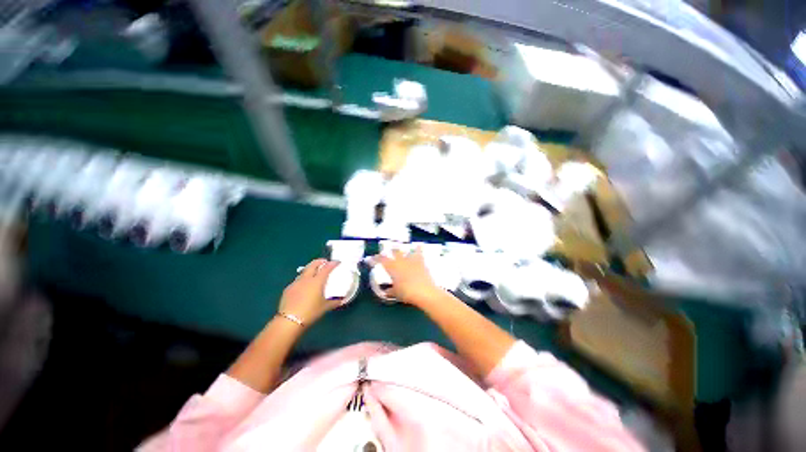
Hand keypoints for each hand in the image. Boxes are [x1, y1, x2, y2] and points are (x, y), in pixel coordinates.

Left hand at [278, 259, 339, 327]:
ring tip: (314, 273)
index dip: (333, 263)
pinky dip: (303, 279)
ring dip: (310, 269)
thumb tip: (342, 300)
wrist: (289, 321)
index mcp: (317, 281)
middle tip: (325, 262)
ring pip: (304, 271)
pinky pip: (297, 280)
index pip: (327, 268)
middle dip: (320, 261)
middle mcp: (306, 279)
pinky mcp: (288, 289)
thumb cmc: (310, 312)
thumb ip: (335, 302)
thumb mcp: (325, 307)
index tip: (337, 262)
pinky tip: (303, 286)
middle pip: (313, 264)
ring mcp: (296, 283)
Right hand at [376, 248, 443, 307]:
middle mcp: (400, 261)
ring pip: (404, 250)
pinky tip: (418, 245)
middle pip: (393, 252)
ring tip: (398, 247)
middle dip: (388, 251)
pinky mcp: (420, 260)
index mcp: (392, 268)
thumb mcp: (396, 293)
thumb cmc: (407, 293)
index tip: (370, 259)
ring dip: (401, 249)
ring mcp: (411, 259)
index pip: (380, 260)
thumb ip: (390, 291)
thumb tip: (387, 291)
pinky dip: (418, 248)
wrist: (424, 291)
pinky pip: (419, 251)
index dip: (374, 259)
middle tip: (385, 253)